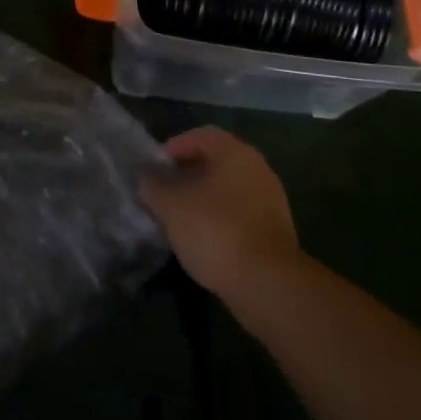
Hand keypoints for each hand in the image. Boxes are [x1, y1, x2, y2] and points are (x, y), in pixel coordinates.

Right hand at [141, 127, 301, 302]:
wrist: (268, 284)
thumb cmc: (216, 232)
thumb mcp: (173, 207)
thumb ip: (154, 186)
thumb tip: (145, 176)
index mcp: (236, 152)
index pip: (201, 135)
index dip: (174, 147)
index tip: (154, 168)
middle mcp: (257, 167)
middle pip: (216, 161)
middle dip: (187, 173)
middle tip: (164, 192)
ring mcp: (270, 199)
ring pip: (227, 188)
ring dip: (203, 197)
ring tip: (179, 217)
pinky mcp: (274, 229)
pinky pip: (239, 211)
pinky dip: (219, 217)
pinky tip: (203, 238)